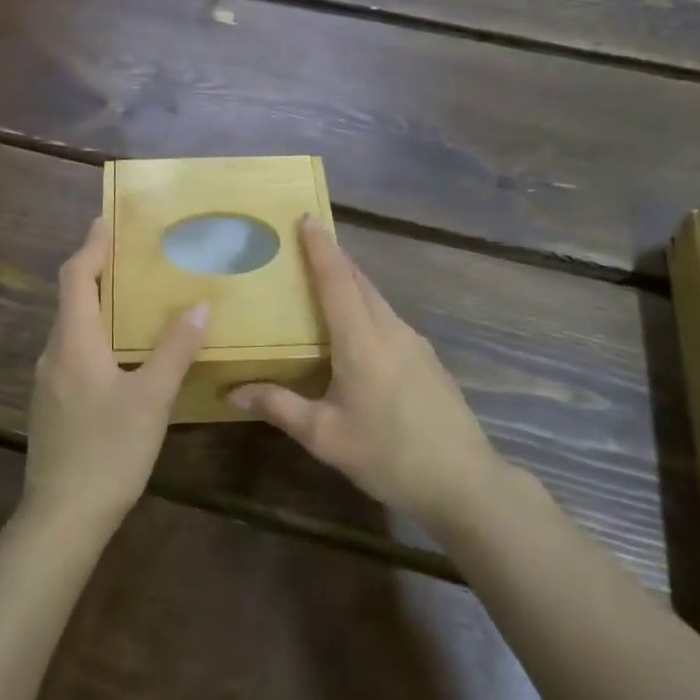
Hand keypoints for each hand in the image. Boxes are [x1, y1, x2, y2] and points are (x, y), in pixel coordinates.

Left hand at [24, 217, 209, 533]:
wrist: (61, 518)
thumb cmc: (108, 451)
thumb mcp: (151, 399)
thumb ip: (174, 350)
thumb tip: (198, 306)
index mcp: (74, 342)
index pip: (75, 277)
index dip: (91, 246)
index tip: (106, 220)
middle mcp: (54, 353)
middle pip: (70, 297)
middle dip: (95, 269)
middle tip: (127, 253)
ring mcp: (48, 381)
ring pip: (70, 326)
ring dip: (94, 302)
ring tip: (129, 295)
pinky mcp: (52, 404)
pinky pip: (72, 350)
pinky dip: (93, 332)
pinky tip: (119, 350)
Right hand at [230, 217, 504, 530]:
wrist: (465, 483)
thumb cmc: (390, 455)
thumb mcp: (325, 436)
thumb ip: (280, 406)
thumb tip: (233, 390)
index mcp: (362, 340)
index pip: (337, 280)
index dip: (320, 247)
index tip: (305, 217)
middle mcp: (390, 330)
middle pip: (359, 281)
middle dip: (333, 256)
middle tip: (305, 242)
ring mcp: (414, 343)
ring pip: (376, 299)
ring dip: (350, 281)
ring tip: (323, 280)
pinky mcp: (426, 359)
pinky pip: (388, 318)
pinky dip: (365, 306)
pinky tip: (355, 329)